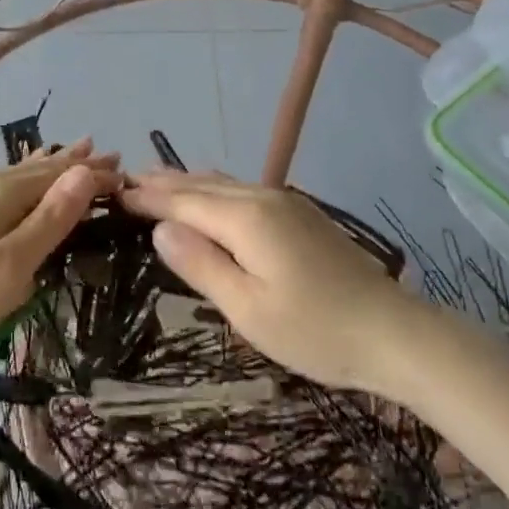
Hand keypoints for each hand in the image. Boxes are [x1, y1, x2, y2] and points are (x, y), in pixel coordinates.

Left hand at [0, 141, 120, 371]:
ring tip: (69, 155)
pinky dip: (21, 184)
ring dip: (45, 170)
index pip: (55, 175)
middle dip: (71, 164)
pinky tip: (18, 186)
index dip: (89, 172)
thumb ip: (48, 221)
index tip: (123, 169)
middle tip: (106, 153)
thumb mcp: (8, 269)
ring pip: (13, 177)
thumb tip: (84, 173)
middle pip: (34, 170)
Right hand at [121, 170, 414, 393]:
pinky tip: (211, 190)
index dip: (148, 197)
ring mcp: (285, 202)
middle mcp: (262, 198)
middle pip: (202, 184)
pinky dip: (214, 187)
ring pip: (224, 183)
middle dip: (164, 181)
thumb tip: (161, 228)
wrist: (393, 331)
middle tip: (126, 178)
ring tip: (158, 177)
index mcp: (245, 218)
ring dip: (188, 181)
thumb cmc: (314, 330)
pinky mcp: (300, 214)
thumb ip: (201, 264)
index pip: (184, 200)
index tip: (115, 191)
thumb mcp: (248, 309)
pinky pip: (243, 189)